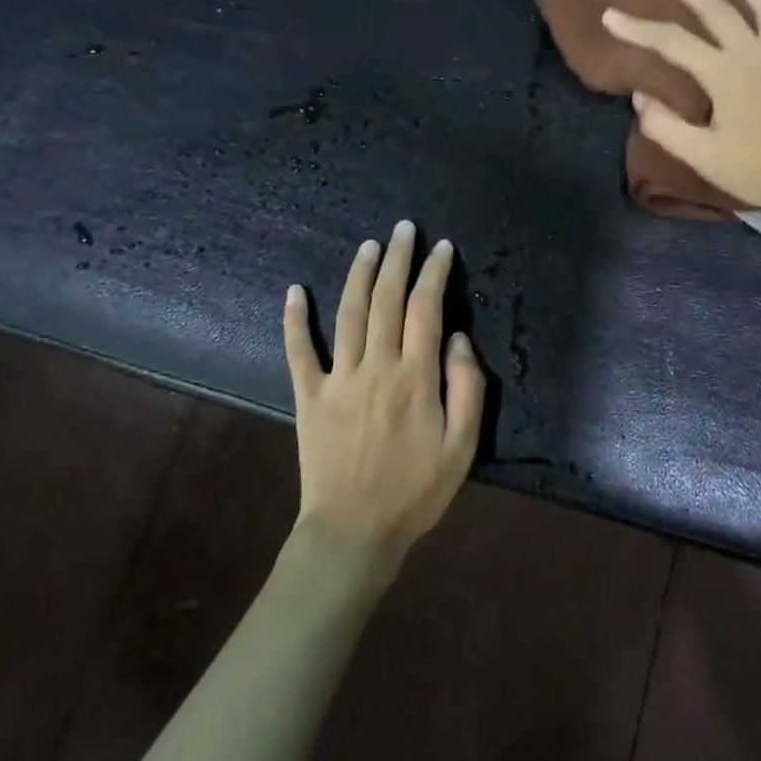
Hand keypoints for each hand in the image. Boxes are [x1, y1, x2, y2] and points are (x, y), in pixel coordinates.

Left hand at [283, 221, 484, 575]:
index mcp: (415, 377)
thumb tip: (456, 338)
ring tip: (369, 245)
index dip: (434, 273)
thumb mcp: (462, 447)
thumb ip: (466, 388)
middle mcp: (375, 366)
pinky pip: (298, 351)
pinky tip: (294, 291)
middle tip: (404, 229)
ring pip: (349, 313)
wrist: (354, 532)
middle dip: (398, 259)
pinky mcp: (309, 396)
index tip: (441, 248)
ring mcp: (338, 378)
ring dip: (359, 275)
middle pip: (387, 299)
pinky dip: (294, 319)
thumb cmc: (415, 492)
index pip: (426, 308)